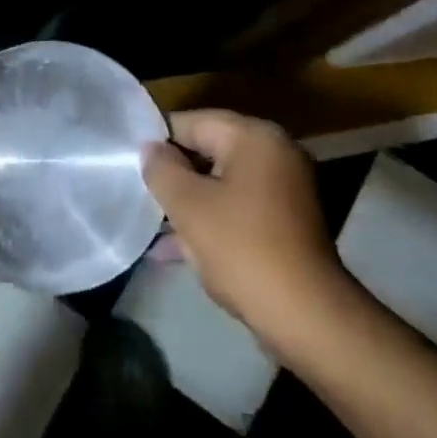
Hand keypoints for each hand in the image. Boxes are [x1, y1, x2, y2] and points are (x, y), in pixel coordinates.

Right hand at [142, 110, 360, 360]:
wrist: (305, 315)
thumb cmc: (241, 248)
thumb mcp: (188, 205)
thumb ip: (162, 169)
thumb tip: (151, 149)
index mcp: (255, 137)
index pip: (193, 121)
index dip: (159, 141)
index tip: (131, 163)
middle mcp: (275, 153)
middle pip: (209, 151)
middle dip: (174, 175)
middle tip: (140, 194)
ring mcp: (285, 189)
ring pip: (222, 184)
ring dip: (189, 203)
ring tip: (151, 225)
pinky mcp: (286, 223)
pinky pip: (238, 210)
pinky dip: (211, 222)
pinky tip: (175, 250)